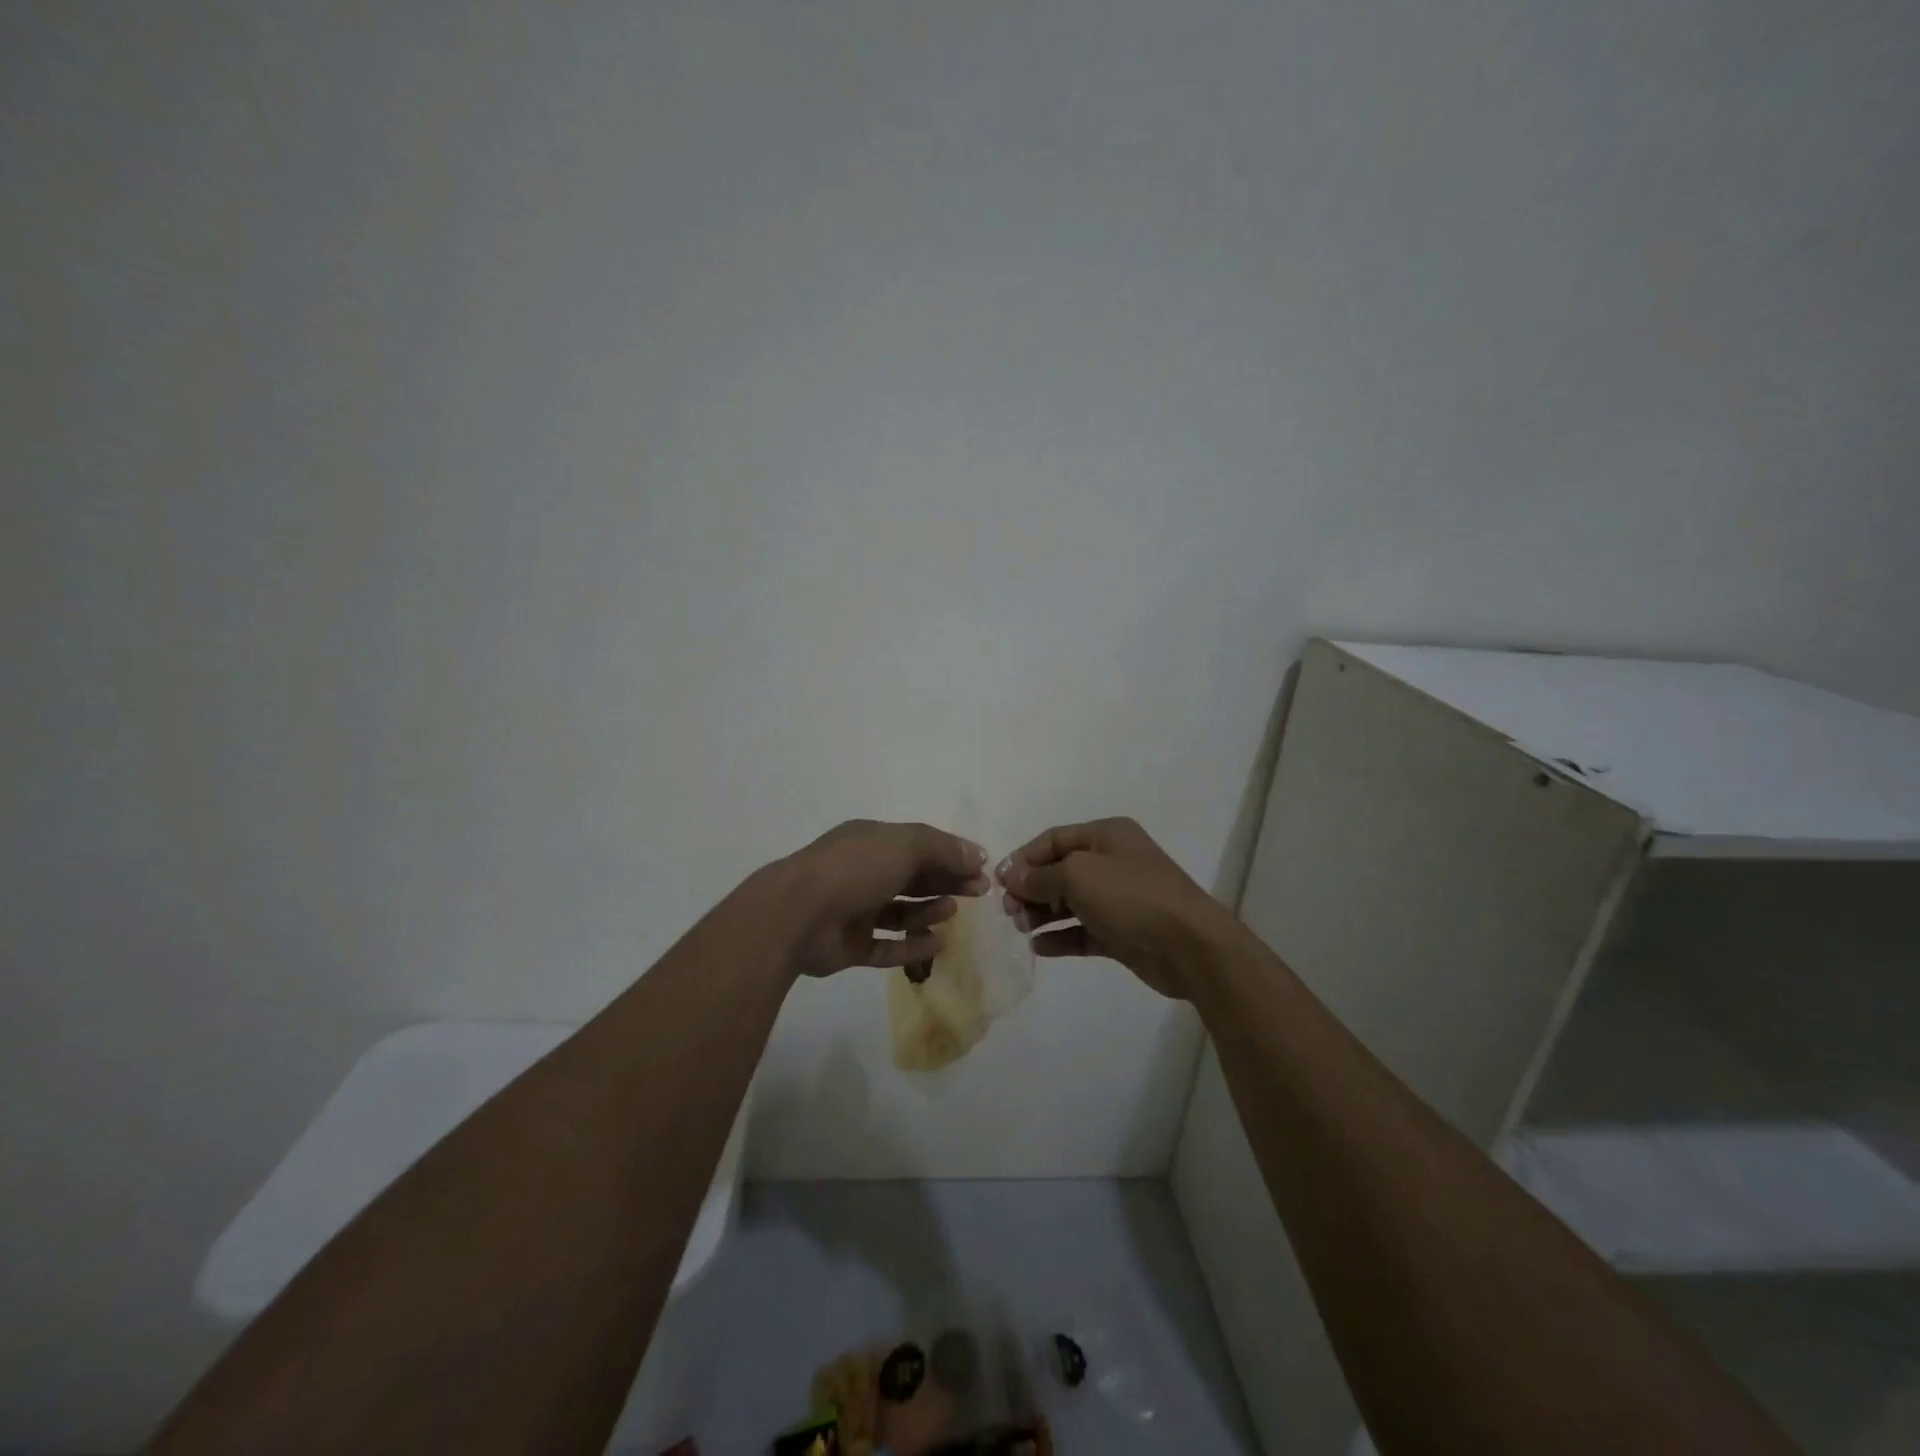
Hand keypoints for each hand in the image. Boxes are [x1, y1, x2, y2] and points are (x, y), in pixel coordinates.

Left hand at [777, 819, 990, 977]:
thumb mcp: (905, 845)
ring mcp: (854, 910)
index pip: (918, 845)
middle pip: (913, 878)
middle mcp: (863, 872)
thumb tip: (977, 854)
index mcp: (872, 842)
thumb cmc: (855, 868)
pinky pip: (886, 947)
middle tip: (978, 892)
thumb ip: (943, 848)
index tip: (981, 869)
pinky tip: (937, 944)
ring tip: (949, 913)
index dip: (951, 856)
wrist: (797, 914)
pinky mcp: (849, 946)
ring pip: (900, 913)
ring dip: (928, 912)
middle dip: (946, 882)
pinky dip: (911, 947)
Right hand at [997, 817, 1238, 999]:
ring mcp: (1119, 898)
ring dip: (1042, 913)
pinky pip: (1083, 930)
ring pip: (1070, 902)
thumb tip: (1009, 874)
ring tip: (1021, 928)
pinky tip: (1039, 947)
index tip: (1000, 882)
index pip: (1054, 839)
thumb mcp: (1079, 876)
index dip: (1024, 858)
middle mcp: (1112, 861)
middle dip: (1031, 888)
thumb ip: (1040, 876)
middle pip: (1059, 870)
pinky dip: (1061, 936)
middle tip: (1010, 911)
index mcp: (1106, 835)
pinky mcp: (1122, 932)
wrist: (1190, 946)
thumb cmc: (1131, 897)